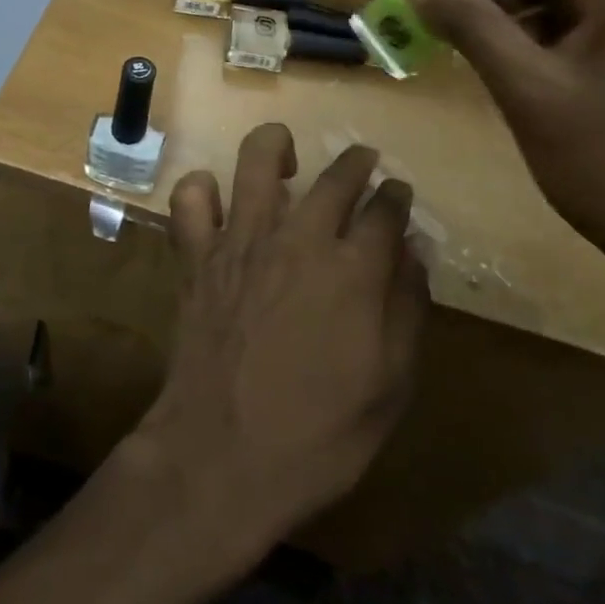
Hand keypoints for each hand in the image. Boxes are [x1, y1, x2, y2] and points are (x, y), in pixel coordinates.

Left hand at [134, 127, 429, 557]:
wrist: (221, 458)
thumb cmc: (318, 435)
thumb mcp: (390, 387)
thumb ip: (407, 309)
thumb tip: (414, 252)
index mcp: (353, 271)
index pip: (385, 212)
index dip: (397, 198)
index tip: (399, 194)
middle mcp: (299, 240)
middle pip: (335, 177)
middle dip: (356, 163)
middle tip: (364, 162)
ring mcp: (242, 241)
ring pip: (258, 161)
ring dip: (278, 146)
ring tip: (289, 158)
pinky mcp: (197, 255)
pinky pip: (190, 200)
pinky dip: (203, 190)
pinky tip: (219, 200)